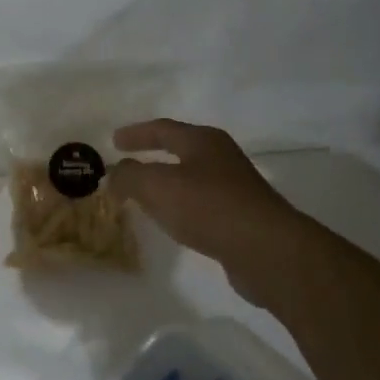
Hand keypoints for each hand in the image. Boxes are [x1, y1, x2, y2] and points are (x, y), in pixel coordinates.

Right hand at [108, 119, 297, 301]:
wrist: (266, 250)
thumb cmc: (208, 207)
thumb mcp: (157, 186)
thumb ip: (129, 175)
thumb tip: (115, 172)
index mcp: (203, 141)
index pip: (162, 129)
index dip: (136, 134)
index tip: (113, 141)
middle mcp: (221, 158)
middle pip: (181, 150)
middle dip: (152, 157)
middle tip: (128, 166)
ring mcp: (235, 188)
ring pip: (191, 179)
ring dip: (166, 184)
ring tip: (145, 196)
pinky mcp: (241, 217)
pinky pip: (201, 205)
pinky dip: (180, 207)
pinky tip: (173, 221)